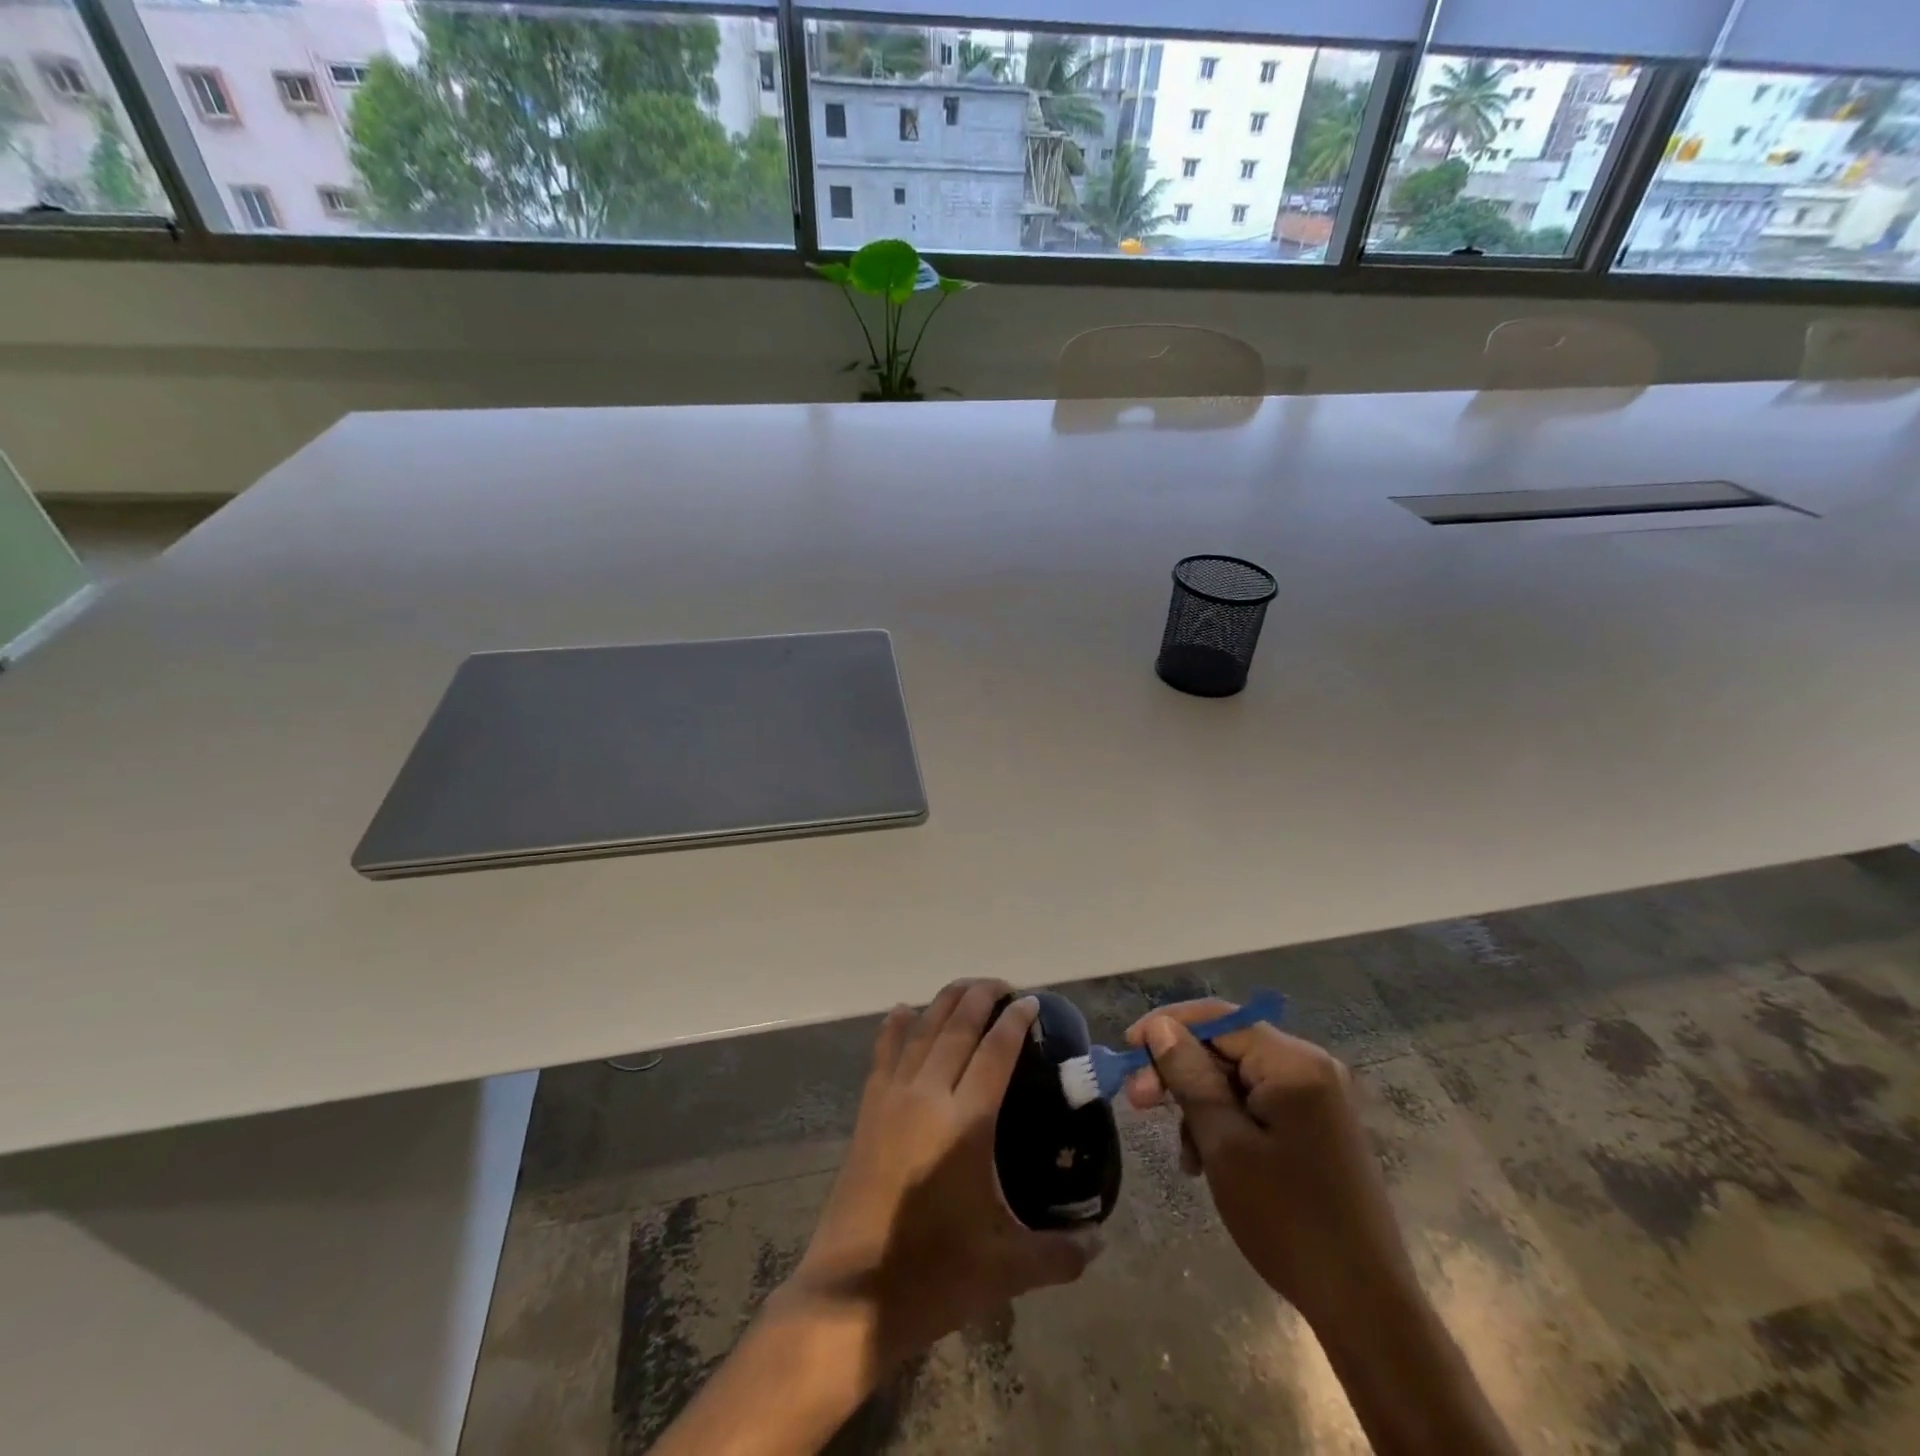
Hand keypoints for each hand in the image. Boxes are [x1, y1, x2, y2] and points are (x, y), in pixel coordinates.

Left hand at [789, 979, 1098, 1367]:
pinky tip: (904, 1011)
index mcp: (965, 1123)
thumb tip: (1100, 1243)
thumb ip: (1059, 1252)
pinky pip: (884, 1052)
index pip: (995, 1052)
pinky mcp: (868, 1111)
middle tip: (1004, 986)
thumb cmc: (933, 1276)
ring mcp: (892, 1099)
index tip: (1031, 1002)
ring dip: (945, 1002)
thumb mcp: (1005, 1269)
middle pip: (957, 1027)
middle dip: (981, 997)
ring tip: (966, 988)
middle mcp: (928, 1096)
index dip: (1015, 1021)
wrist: (851, 1298)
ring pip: (922, 1030)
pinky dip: (897, 1026)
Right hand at [1123, 1000, 1418, 1333]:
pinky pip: (1257, 1102)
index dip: (1166, 1026)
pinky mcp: (1316, 1125)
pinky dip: (1226, 1121)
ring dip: (1199, 1102)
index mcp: (1293, 1062)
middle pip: (1227, 1045)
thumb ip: (1190, 1076)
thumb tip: (1160, 1028)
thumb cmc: (1287, 1220)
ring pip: (1237, 1076)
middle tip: (1137, 1100)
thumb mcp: (1224, 1144)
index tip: (1126, 1049)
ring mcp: (1317, 1097)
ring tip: (1181, 1151)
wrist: (1365, 1307)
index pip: (1217, 1018)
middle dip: (1180, 1070)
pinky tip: (1206, 1159)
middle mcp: (1309, 1066)